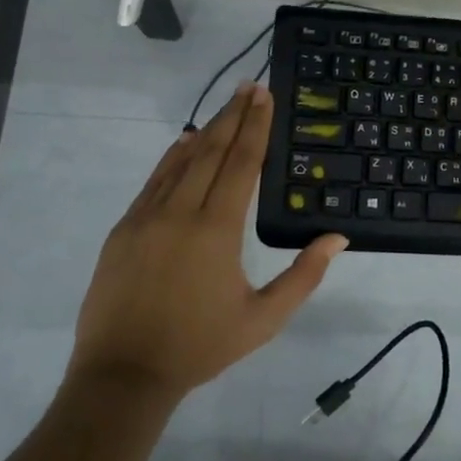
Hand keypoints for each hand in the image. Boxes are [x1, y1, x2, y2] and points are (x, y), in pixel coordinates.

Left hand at [69, 82, 346, 399]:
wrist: (123, 374)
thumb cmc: (201, 346)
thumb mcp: (264, 318)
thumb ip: (304, 276)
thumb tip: (337, 238)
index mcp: (217, 230)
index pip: (242, 163)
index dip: (255, 126)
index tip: (264, 96)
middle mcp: (181, 211)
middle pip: (212, 151)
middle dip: (234, 116)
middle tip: (250, 86)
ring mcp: (146, 217)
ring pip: (181, 161)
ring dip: (207, 130)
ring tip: (226, 106)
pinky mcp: (124, 229)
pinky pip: (154, 181)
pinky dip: (173, 157)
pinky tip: (185, 142)